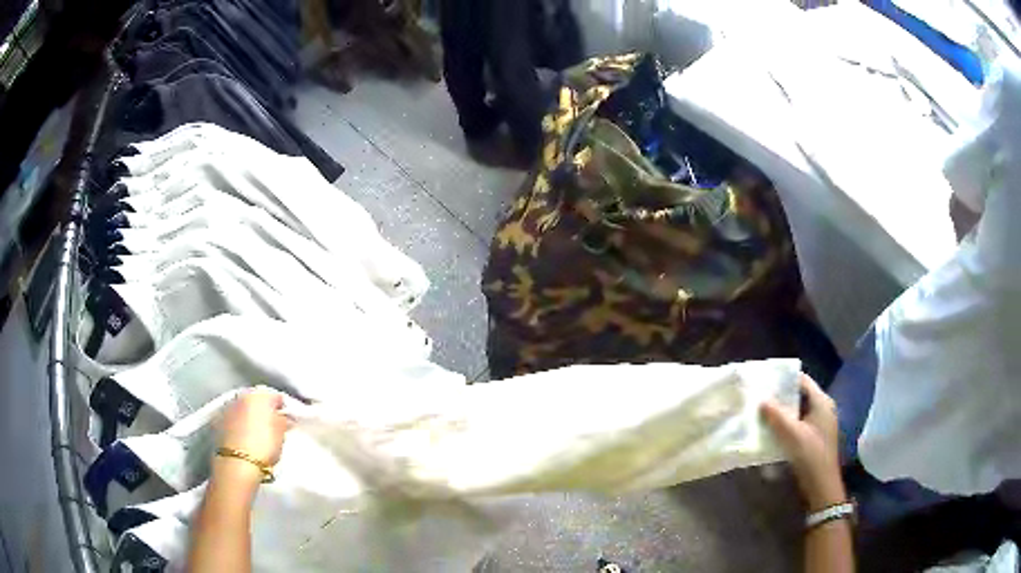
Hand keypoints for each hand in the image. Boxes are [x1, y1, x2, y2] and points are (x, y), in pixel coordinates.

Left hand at [220, 388, 288, 469]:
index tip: (287, 418)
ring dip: (250, 416)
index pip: (275, 396)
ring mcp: (228, 408)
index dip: (283, 407)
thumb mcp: (281, 435)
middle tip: (272, 425)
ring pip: (243, 408)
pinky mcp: (218, 421)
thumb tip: (283, 417)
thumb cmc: (263, 446)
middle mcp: (241, 396)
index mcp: (259, 396)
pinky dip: (239, 424)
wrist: (237, 463)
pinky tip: (244, 436)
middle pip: (256, 400)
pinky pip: (233, 418)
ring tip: (257, 432)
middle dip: (264, 410)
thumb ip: (283, 421)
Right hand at [761, 374, 845, 510]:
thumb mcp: (792, 435)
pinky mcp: (815, 436)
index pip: (802, 380)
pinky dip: (786, 424)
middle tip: (760, 397)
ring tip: (762, 412)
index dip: (784, 379)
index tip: (765, 380)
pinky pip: (798, 423)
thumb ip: (777, 416)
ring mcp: (819, 423)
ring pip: (798, 411)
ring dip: (782, 412)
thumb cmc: (810, 455)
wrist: (821, 484)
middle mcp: (823, 408)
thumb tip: (762, 399)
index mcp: (822, 402)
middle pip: (799, 395)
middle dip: (780, 397)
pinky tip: (772, 430)